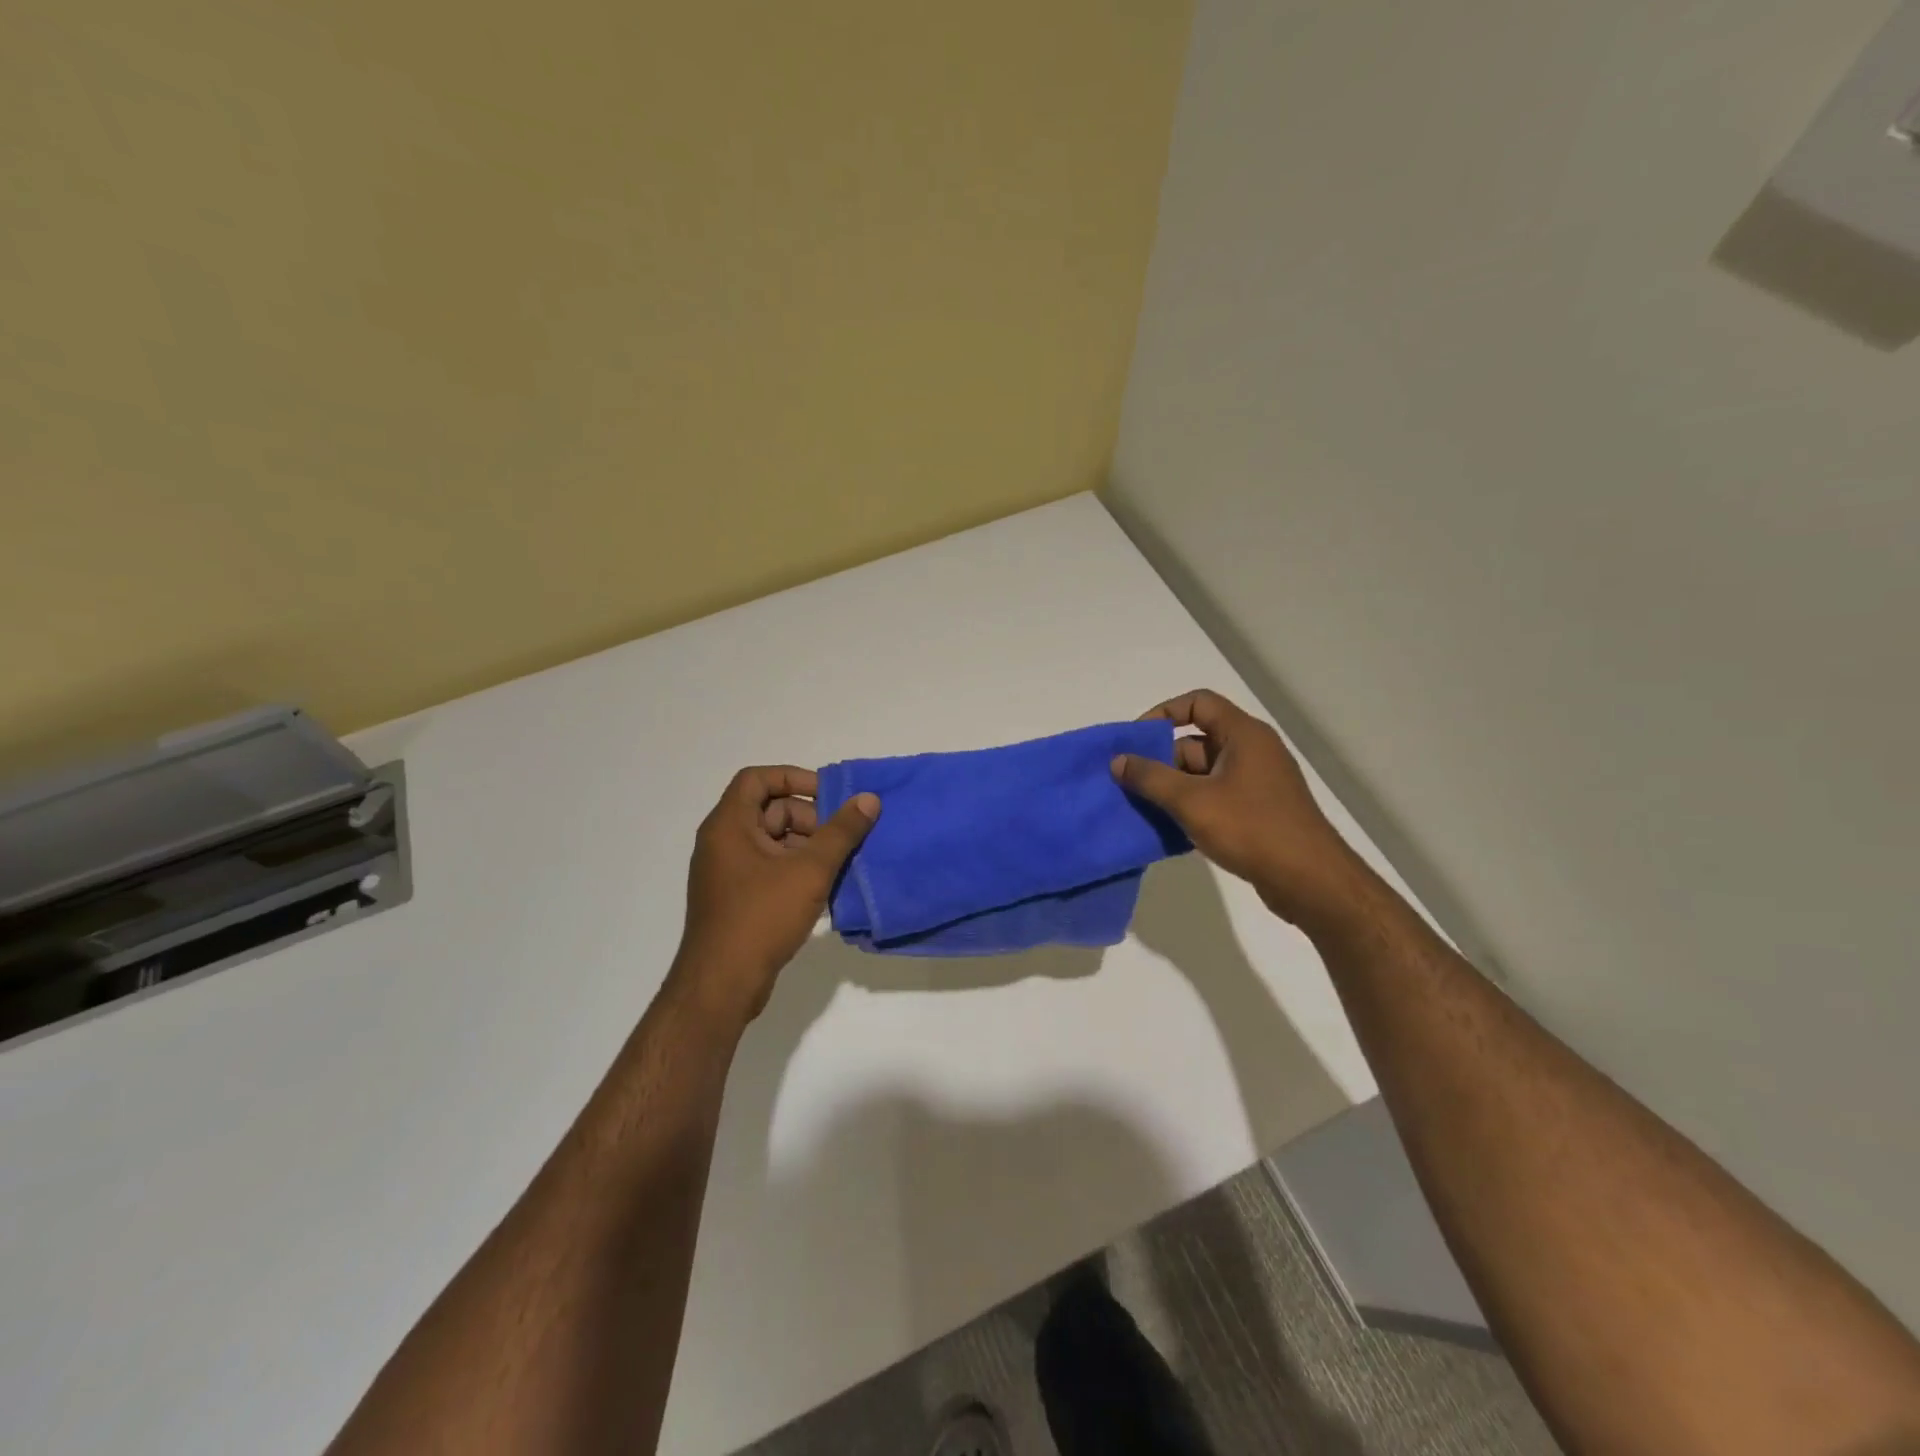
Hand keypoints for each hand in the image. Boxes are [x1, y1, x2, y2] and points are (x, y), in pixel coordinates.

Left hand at [672, 766, 879, 1024]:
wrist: (722, 984)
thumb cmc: (762, 917)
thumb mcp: (810, 870)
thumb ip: (842, 832)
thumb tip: (869, 800)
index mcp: (728, 825)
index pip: (757, 778)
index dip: (794, 778)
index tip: (829, 795)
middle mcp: (722, 842)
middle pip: (768, 810)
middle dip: (809, 819)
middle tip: (840, 839)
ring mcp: (726, 872)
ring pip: (772, 842)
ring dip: (806, 847)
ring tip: (838, 866)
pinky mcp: (735, 898)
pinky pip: (768, 868)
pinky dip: (795, 870)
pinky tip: (823, 890)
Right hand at [1111, 689, 1365, 926]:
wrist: (1309, 880)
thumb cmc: (1250, 828)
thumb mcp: (1191, 801)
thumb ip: (1150, 777)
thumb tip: (1118, 760)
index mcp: (1243, 734)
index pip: (1198, 703)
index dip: (1163, 714)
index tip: (1136, 741)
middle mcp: (1253, 751)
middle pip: (1196, 741)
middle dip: (1162, 761)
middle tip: (1132, 784)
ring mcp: (1257, 782)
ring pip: (1203, 773)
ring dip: (1174, 788)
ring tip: (1143, 809)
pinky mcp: (1258, 810)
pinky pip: (1216, 796)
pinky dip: (1192, 806)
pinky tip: (1170, 829)